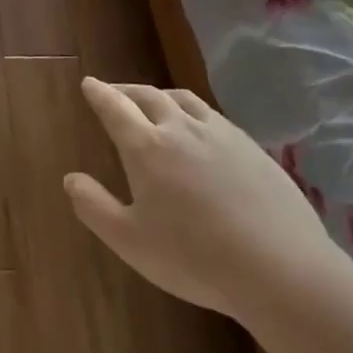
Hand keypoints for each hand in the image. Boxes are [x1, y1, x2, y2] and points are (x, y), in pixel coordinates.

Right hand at [66, 77, 340, 320]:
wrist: (282, 269)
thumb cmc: (195, 258)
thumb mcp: (130, 241)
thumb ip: (94, 206)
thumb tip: (70, 178)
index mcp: (146, 147)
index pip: (114, 107)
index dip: (98, 93)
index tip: (88, 83)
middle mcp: (180, 129)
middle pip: (148, 96)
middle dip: (126, 90)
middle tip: (114, 92)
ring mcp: (221, 135)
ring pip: (184, 100)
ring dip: (161, 96)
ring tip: (154, 102)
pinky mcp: (252, 148)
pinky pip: (214, 117)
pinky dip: (193, 113)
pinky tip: (200, 131)